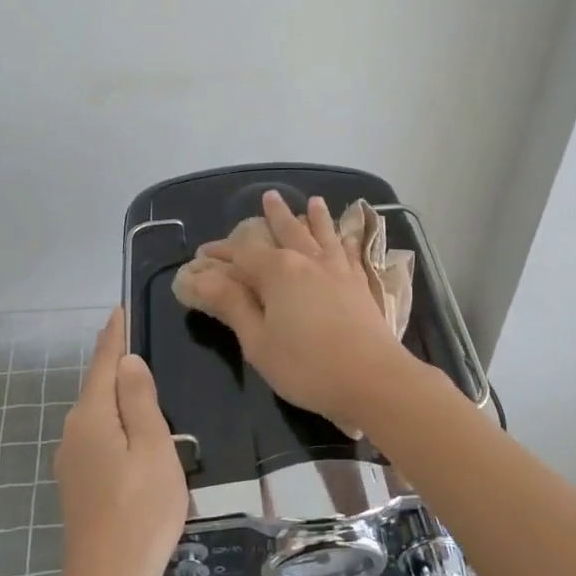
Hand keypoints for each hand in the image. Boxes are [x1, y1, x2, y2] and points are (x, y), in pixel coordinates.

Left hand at [53, 309, 188, 575]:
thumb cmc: (141, 510)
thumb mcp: (153, 448)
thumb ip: (139, 401)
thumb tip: (127, 362)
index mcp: (92, 418)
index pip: (103, 364)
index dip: (114, 336)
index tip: (120, 309)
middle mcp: (73, 433)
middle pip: (96, 387)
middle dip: (115, 363)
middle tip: (139, 340)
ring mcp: (71, 461)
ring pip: (97, 414)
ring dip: (116, 395)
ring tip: (142, 381)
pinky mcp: (78, 484)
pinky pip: (98, 436)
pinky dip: (115, 422)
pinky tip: (133, 431)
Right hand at [181, 190, 412, 428]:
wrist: (373, 379)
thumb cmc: (306, 366)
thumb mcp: (258, 342)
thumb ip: (232, 306)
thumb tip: (202, 278)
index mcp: (278, 271)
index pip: (242, 252)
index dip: (221, 251)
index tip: (204, 253)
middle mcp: (308, 260)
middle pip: (288, 231)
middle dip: (275, 215)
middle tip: (269, 196)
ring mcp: (339, 270)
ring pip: (324, 234)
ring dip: (316, 217)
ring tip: (313, 201)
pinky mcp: (361, 284)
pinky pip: (351, 252)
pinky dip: (347, 239)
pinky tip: (348, 235)